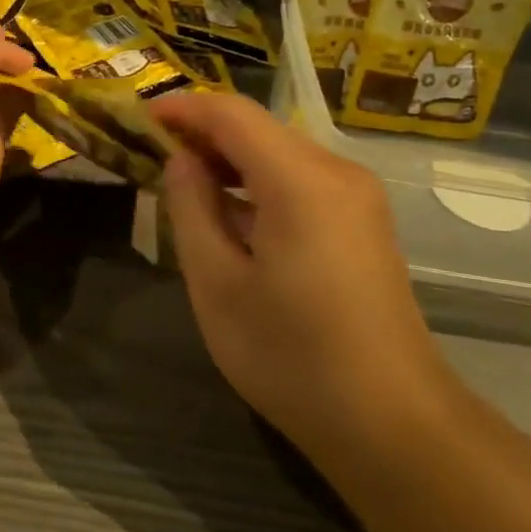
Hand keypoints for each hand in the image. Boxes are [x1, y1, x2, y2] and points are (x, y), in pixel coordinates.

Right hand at [154, 92, 454, 456]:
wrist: (392, 423)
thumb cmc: (292, 356)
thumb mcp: (218, 284)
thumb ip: (191, 209)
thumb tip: (181, 161)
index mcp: (301, 181)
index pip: (232, 114)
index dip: (182, 108)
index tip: (138, 117)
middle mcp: (337, 173)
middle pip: (259, 128)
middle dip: (203, 133)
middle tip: (152, 153)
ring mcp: (357, 197)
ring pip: (280, 152)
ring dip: (230, 158)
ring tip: (181, 181)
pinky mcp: (363, 222)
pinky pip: (301, 180)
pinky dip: (258, 183)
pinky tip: (230, 213)